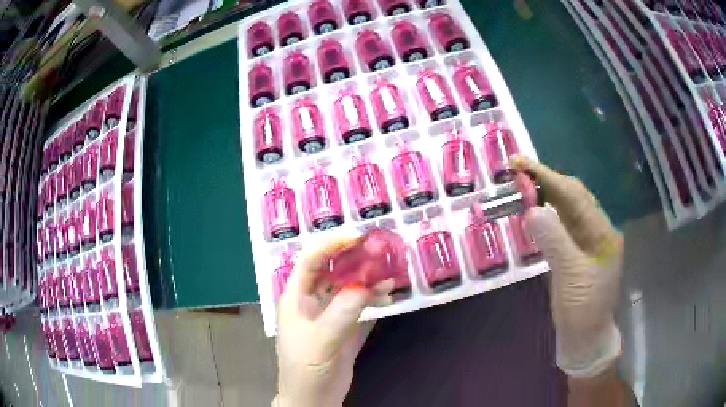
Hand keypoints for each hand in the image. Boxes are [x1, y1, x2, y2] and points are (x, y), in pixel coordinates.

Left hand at [273, 233, 393, 406]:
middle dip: (354, 258)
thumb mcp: (322, 339)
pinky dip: (373, 297)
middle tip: (380, 250)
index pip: (311, 260)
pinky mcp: (344, 327)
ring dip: (367, 278)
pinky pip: (359, 304)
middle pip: (332, 270)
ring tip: (389, 272)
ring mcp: (329, 314)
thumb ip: (343, 311)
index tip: (357, 237)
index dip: (331, 245)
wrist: (313, 398)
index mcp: (296, 297)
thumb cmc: (306, 367)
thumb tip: (367, 284)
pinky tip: (388, 294)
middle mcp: (312, 300)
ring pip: (348, 286)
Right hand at [511, 156, 623, 378]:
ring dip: (545, 195)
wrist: (585, 338)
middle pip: (572, 197)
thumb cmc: (583, 310)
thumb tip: (532, 209)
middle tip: (517, 170)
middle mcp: (597, 230)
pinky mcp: (577, 251)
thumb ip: (555, 241)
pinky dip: (547, 214)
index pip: (575, 196)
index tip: (521, 164)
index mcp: (603, 232)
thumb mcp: (571, 277)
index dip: (548, 177)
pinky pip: (562, 225)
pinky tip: (534, 210)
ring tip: (522, 184)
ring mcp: (588, 241)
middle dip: (546, 181)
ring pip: (566, 209)